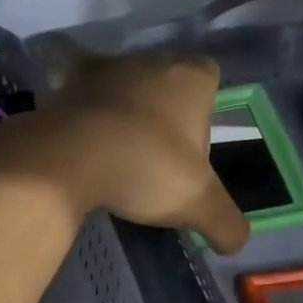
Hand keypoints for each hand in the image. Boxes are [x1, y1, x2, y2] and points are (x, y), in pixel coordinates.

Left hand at [36, 48, 251, 254]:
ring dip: (124, 112)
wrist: (68, 156)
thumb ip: (226, 223)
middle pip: (166, 83)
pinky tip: (82, 142)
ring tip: (118, 154)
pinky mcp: (65, 83)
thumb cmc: (146, 167)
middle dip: (164, 114)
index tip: (192, 150)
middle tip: (157, 158)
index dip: (204, 114)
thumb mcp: (198, 204)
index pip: (209, 81)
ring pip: (124, 87)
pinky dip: (83, 113)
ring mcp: (104, 67)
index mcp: (191, 77)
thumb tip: (237, 243)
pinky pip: (81, 95)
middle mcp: (150, 59)